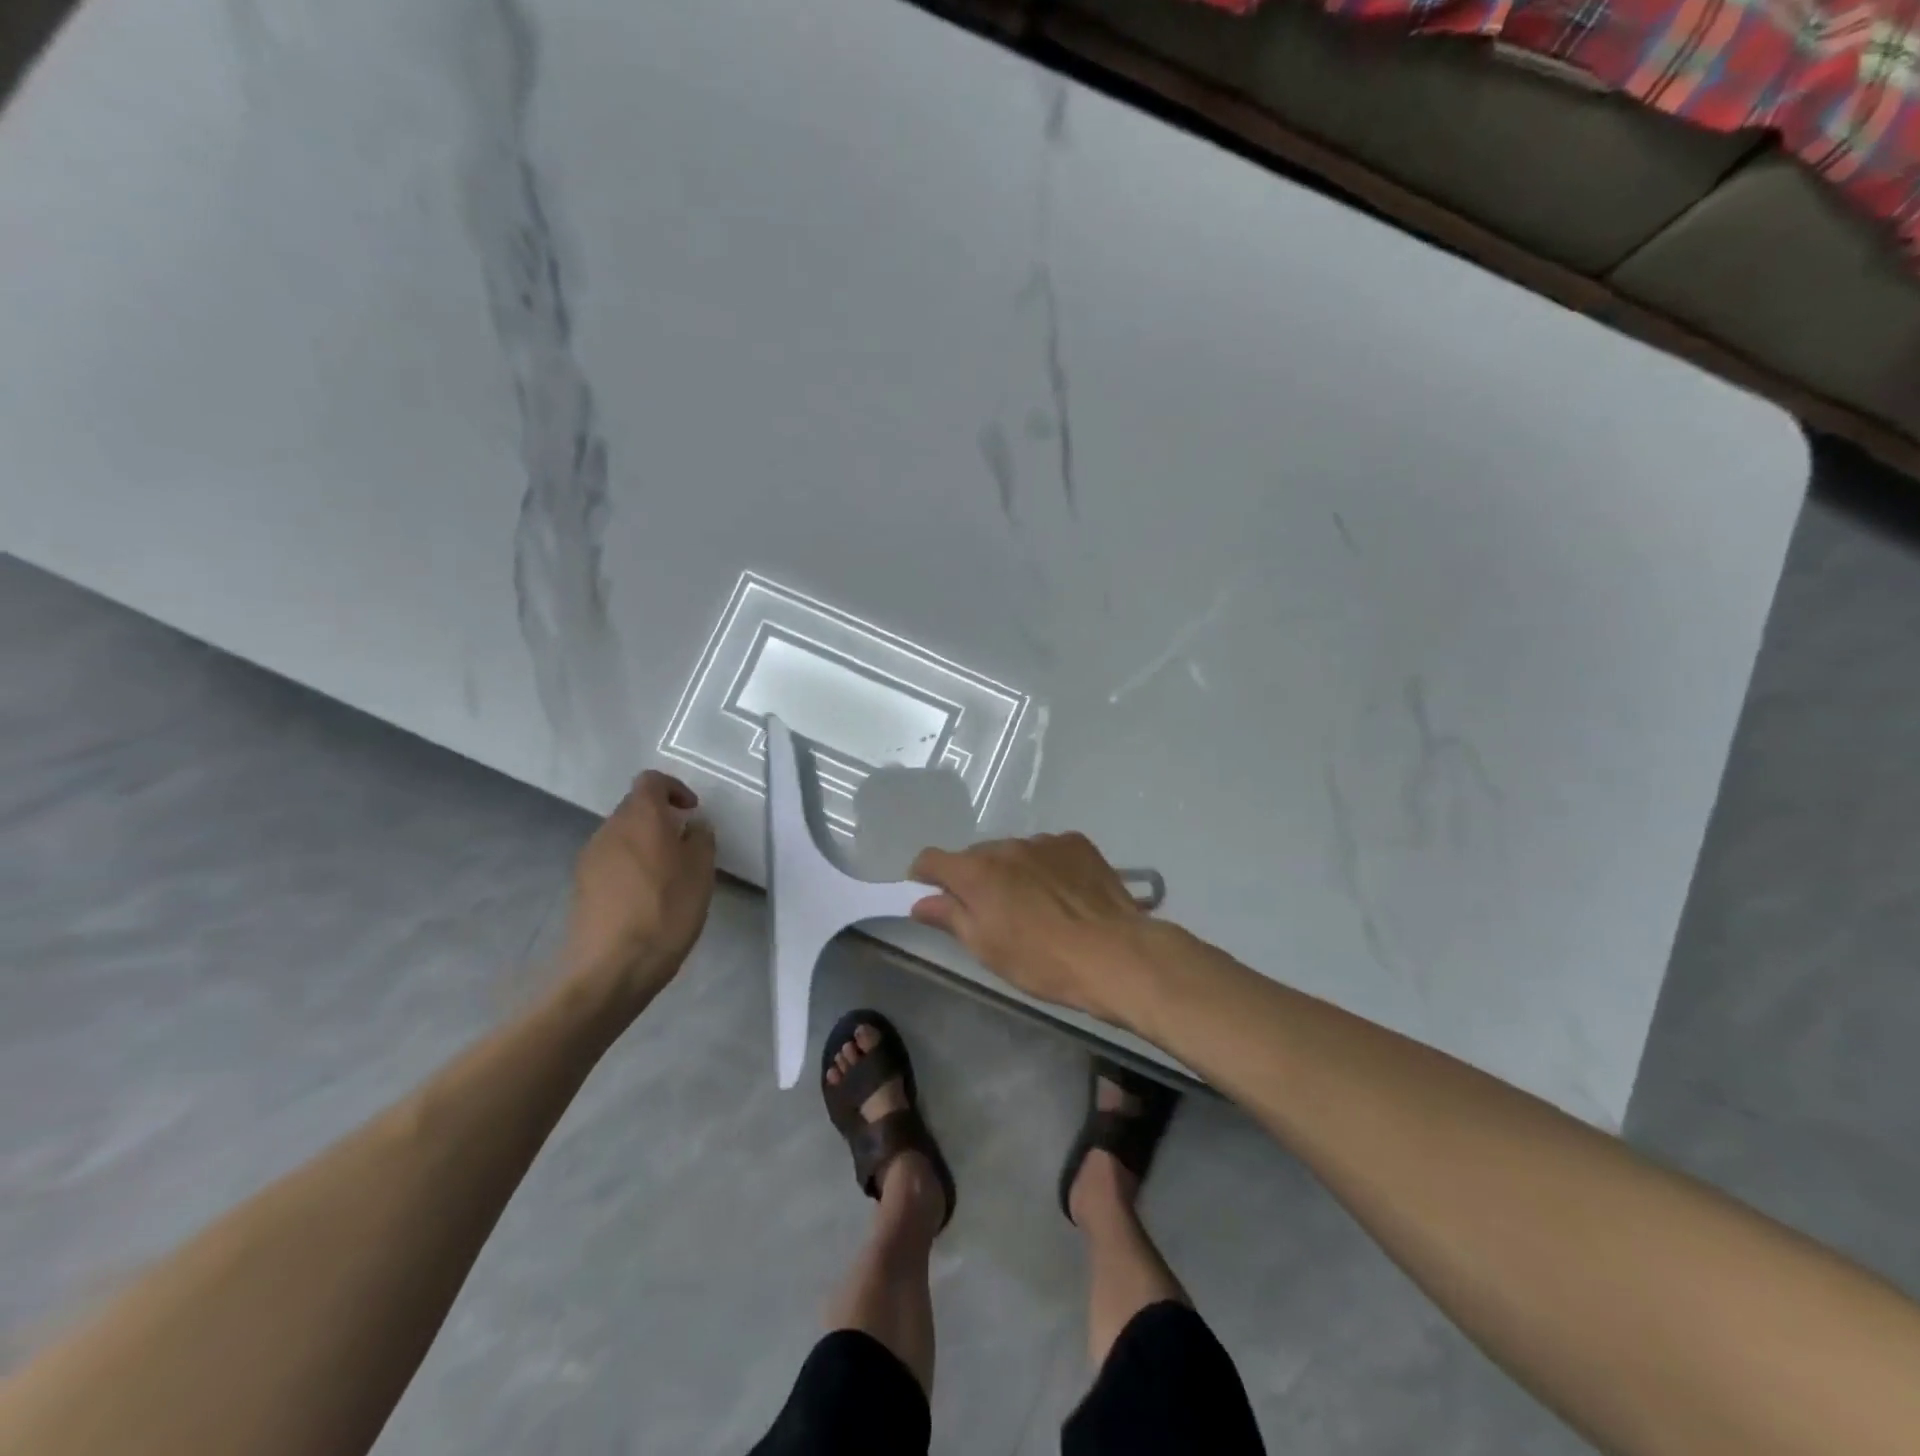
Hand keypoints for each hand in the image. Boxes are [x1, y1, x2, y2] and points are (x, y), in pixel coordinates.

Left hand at [561, 771, 716, 1005]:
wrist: (611, 968)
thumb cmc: (666, 911)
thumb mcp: (701, 872)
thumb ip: (701, 839)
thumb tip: (693, 826)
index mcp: (640, 817)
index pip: (651, 781)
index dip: (674, 789)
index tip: (692, 812)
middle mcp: (609, 829)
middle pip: (634, 808)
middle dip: (660, 820)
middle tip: (685, 847)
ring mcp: (589, 858)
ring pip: (621, 837)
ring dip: (644, 846)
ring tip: (668, 877)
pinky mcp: (580, 887)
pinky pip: (610, 863)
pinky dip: (629, 868)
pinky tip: (645, 899)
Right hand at [909, 833, 1150, 1024]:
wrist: (1114, 953)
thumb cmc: (1042, 961)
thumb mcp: (987, 949)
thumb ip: (950, 917)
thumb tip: (921, 902)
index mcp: (977, 872)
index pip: (932, 859)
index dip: (925, 875)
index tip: (929, 894)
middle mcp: (1006, 847)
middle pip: (976, 856)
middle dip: (974, 878)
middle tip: (990, 911)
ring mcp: (1044, 842)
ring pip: (1014, 853)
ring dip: (1013, 872)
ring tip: (1035, 905)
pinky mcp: (1077, 844)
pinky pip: (1048, 851)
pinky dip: (1046, 867)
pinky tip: (1064, 895)